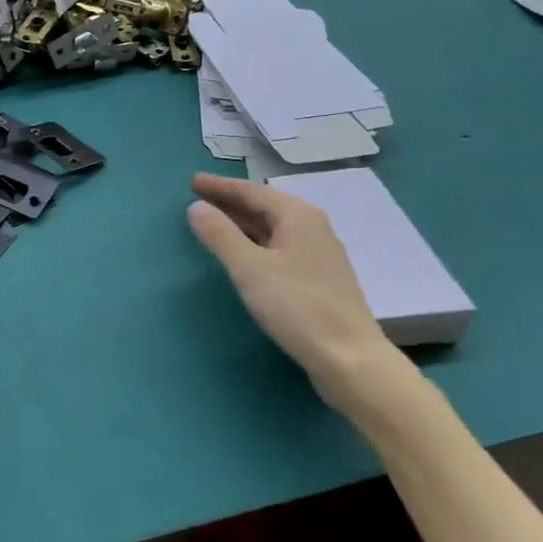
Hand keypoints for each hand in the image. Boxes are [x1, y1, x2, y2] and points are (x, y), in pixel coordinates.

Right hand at [186, 174, 408, 417]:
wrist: (350, 358)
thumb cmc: (297, 307)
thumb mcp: (249, 268)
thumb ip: (220, 235)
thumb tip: (196, 207)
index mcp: (298, 216)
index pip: (252, 191)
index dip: (220, 187)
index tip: (192, 182)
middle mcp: (313, 227)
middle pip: (265, 206)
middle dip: (231, 202)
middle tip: (199, 200)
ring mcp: (320, 254)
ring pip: (273, 227)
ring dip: (243, 222)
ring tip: (215, 223)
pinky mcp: (320, 278)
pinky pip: (280, 246)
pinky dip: (257, 241)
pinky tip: (246, 254)